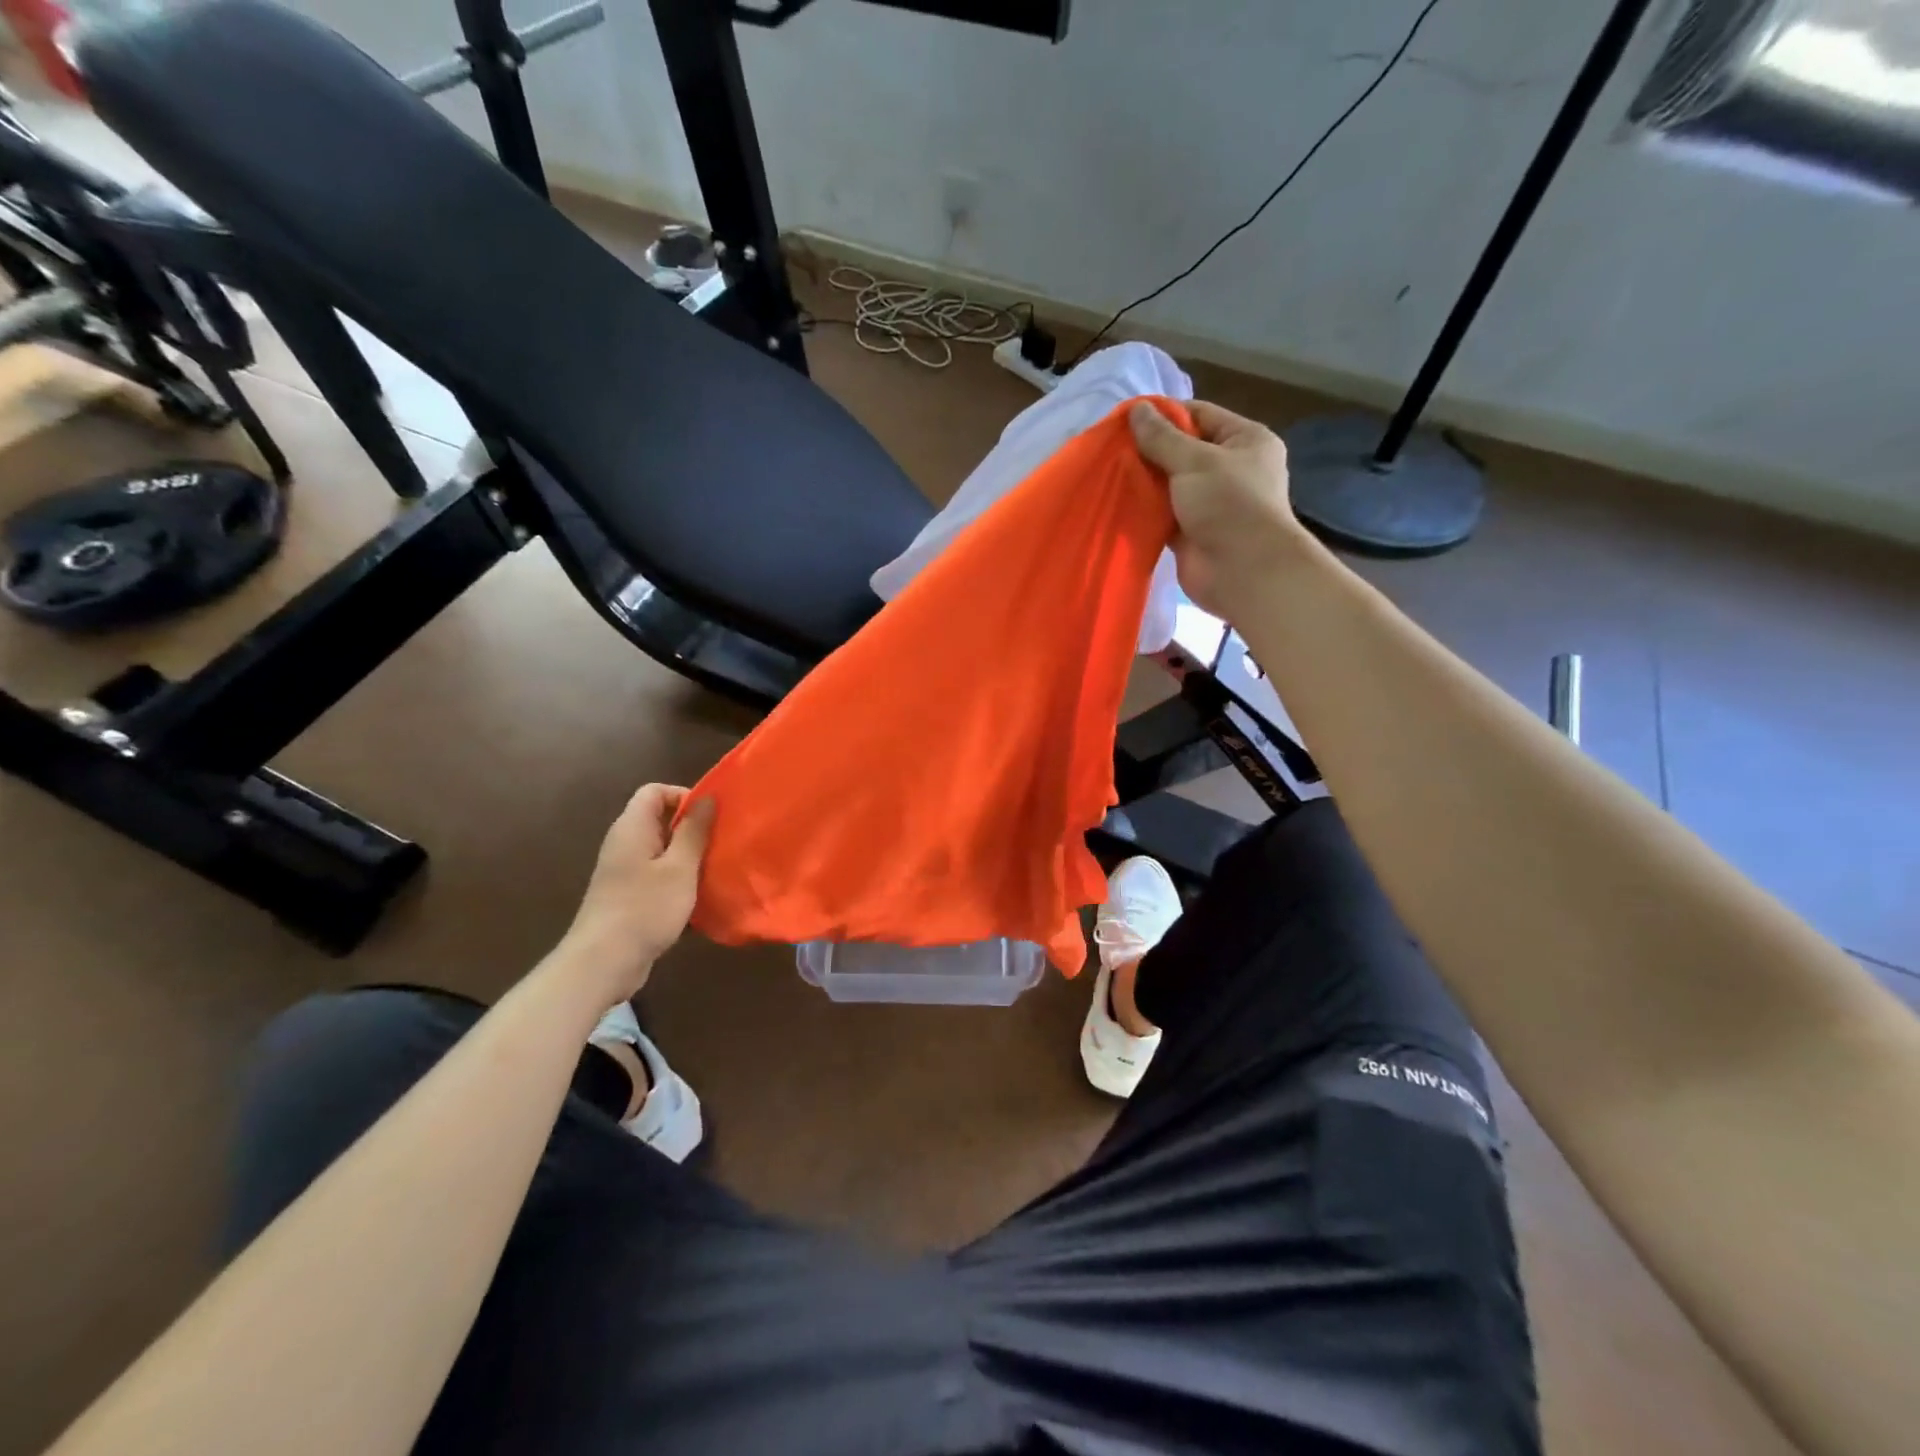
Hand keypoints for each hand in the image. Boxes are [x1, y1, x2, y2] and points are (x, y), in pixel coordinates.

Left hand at [561, 784, 715, 996]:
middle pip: (660, 820)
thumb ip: (694, 831)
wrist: (603, 963)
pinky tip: (699, 898)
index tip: (711, 816)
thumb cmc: (645, 908)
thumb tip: (707, 798)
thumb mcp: (680, 867)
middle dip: (692, 828)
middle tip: (721, 842)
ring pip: (662, 851)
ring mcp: (624, 872)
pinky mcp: (628, 897)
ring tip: (716, 869)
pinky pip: (658, 876)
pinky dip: (678, 880)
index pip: (655, 792)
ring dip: (689, 857)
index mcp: (632, 828)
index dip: (683, 796)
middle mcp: (624, 844)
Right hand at [1129, 400, 1301, 617]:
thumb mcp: (1195, 461)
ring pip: (1170, 484)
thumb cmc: (1229, 505)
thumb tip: (1135, 409)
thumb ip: (1162, 437)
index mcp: (1245, 440)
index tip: (1126, 419)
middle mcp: (1231, 469)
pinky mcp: (1191, 532)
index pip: (1200, 414)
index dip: (1164, 414)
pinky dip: (1144, 509)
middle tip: (1111, 448)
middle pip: (1183, 450)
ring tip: (1108, 472)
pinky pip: (1163, 513)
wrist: (1244, 572)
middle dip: (1149, 450)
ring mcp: (1211, 503)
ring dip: (1144, 481)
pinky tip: (1117, 501)